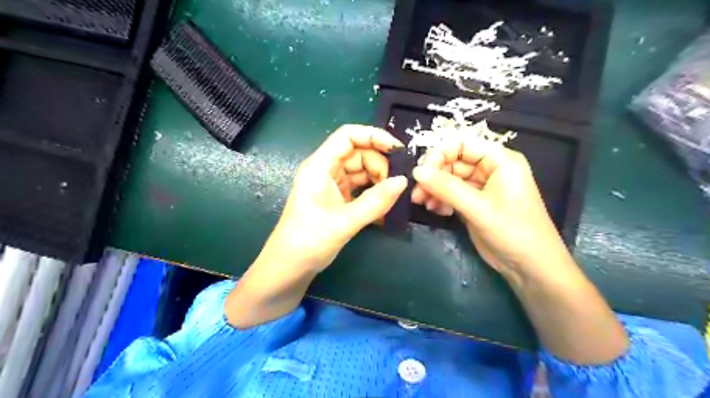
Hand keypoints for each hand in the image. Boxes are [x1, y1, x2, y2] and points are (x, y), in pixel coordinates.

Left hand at [259, 125, 408, 273]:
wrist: (289, 267)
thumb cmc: (309, 241)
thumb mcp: (346, 221)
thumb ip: (376, 201)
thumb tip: (404, 181)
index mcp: (320, 166)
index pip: (348, 135)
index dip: (374, 136)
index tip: (397, 149)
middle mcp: (325, 170)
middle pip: (358, 153)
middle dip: (379, 165)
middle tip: (395, 185)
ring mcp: (330, 184)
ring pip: (360, 171)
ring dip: (378, 181)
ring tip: (391, 199)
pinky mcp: (335, 198)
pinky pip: (358, 187)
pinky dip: (371, 194)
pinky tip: (383, 207)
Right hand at [412, 136, 566, 284]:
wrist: (530, 267)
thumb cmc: (513, 232)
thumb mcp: (478, 208)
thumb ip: (446, 187)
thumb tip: (416, 171)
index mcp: (499, 160)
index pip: (462, 143)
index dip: (440, 153)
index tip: (422, 172)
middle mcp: (490, 168)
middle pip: (453, 161)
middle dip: (434, 175)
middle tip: (417, 193)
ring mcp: (481, 187)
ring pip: (449, 178)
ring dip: (434, 189)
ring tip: (424, 204)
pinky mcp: (474, 203)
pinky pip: (451, 193)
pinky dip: (441, 199)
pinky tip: (436, 211)